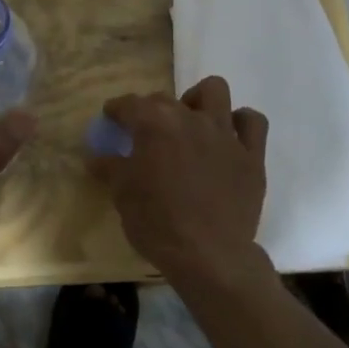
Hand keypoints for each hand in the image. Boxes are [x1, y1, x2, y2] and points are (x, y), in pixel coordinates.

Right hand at [93, 77, 270, 294]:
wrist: (209, 256)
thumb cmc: (157, 223)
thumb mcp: (122, 195)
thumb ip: (110, 168)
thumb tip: (96, 156)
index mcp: (155, 124)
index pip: (129, 104)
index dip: (116, 110)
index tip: (111, 118)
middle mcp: (190, 119)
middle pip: (166, 99)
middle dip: (151, 110)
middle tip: (145, 134)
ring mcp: (225, 134)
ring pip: (215, 91)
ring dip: (199, 100)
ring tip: (190, 121)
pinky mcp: (252, 155)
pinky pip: (252, 122)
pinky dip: (240, 123)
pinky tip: (229, 136)